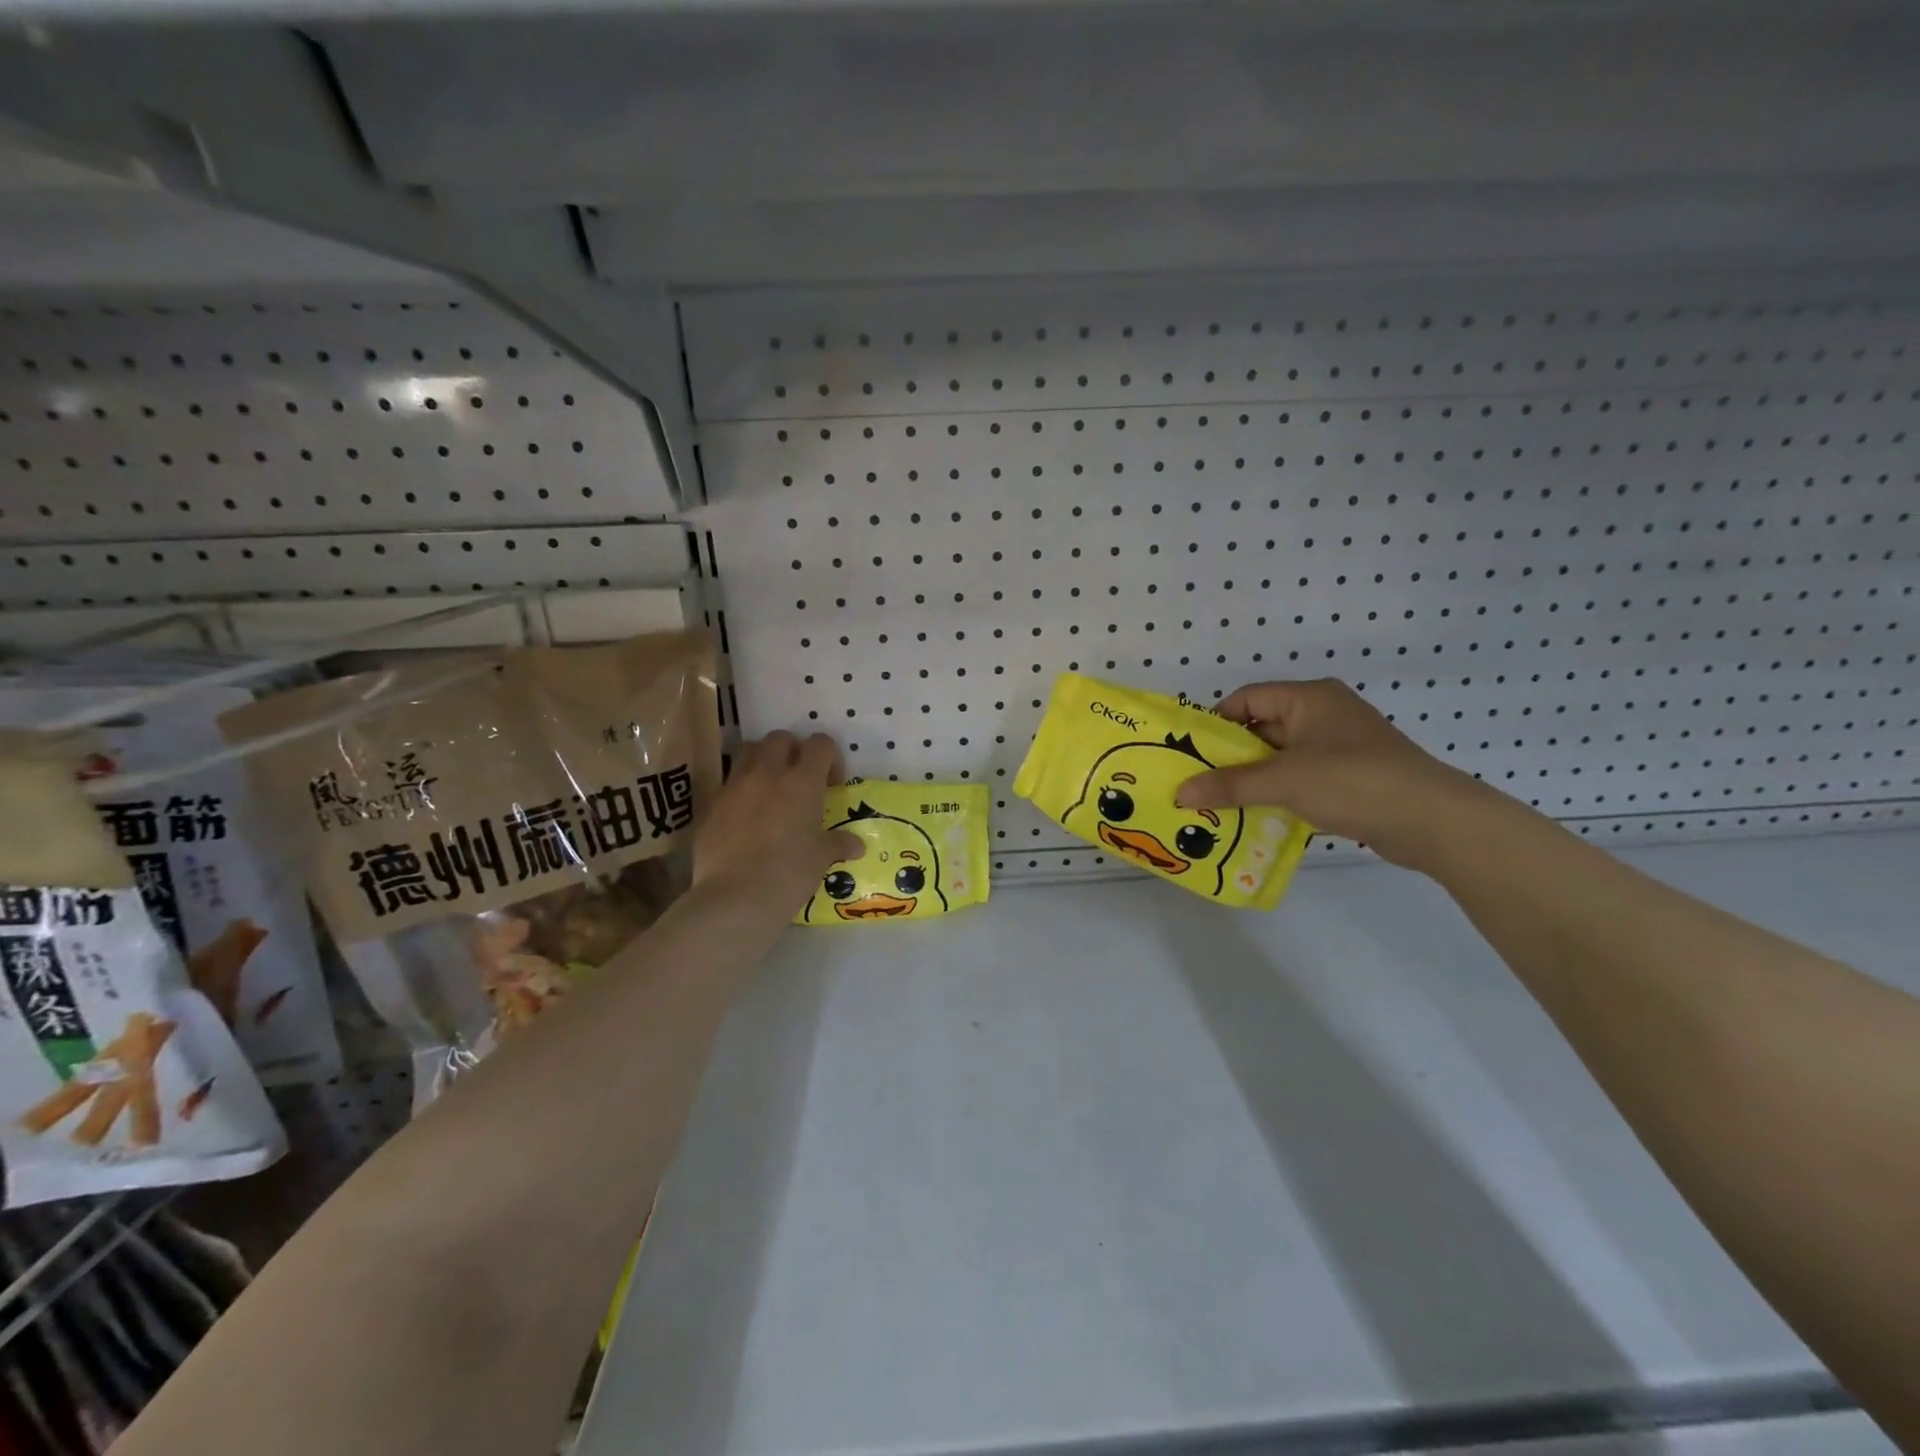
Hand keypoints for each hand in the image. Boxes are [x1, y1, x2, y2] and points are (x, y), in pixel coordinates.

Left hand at [692, 732, 864, 919]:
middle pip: (779, 738)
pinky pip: (728, 785)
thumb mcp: (820, 859)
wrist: (734, 898)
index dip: (829, 757)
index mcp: (802, 782)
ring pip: (748, 752)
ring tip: (769, 789)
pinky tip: (745, 818)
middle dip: (792, 751)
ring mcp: (734, 787)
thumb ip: (837, 844)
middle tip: (799, 779)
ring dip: (762, 761)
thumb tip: (856, 845)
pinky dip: (740, 791)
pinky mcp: (711, 806)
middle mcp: (767, 774)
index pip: (820, 744)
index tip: (831, 784)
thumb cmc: (789, 874)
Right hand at [1174, 679, 1492, 869]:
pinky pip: (1302, 777)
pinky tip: (1258, 816)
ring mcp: (1340, 745)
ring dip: (1254, 778)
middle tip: (1198, 782)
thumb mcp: (1283, 780)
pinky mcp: (1351, 775)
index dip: (1217, 722)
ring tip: (1220, 803)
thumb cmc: (1352, 781)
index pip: (1248, 698)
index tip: (1192, 753)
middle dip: (1231, 756)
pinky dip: (1279, 793)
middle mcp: (1324, 713)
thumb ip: (1229, 785)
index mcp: (1309, 698)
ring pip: (1281, 756)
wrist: (1432, 819)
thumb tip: (1179, 792)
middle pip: (1263, 728)